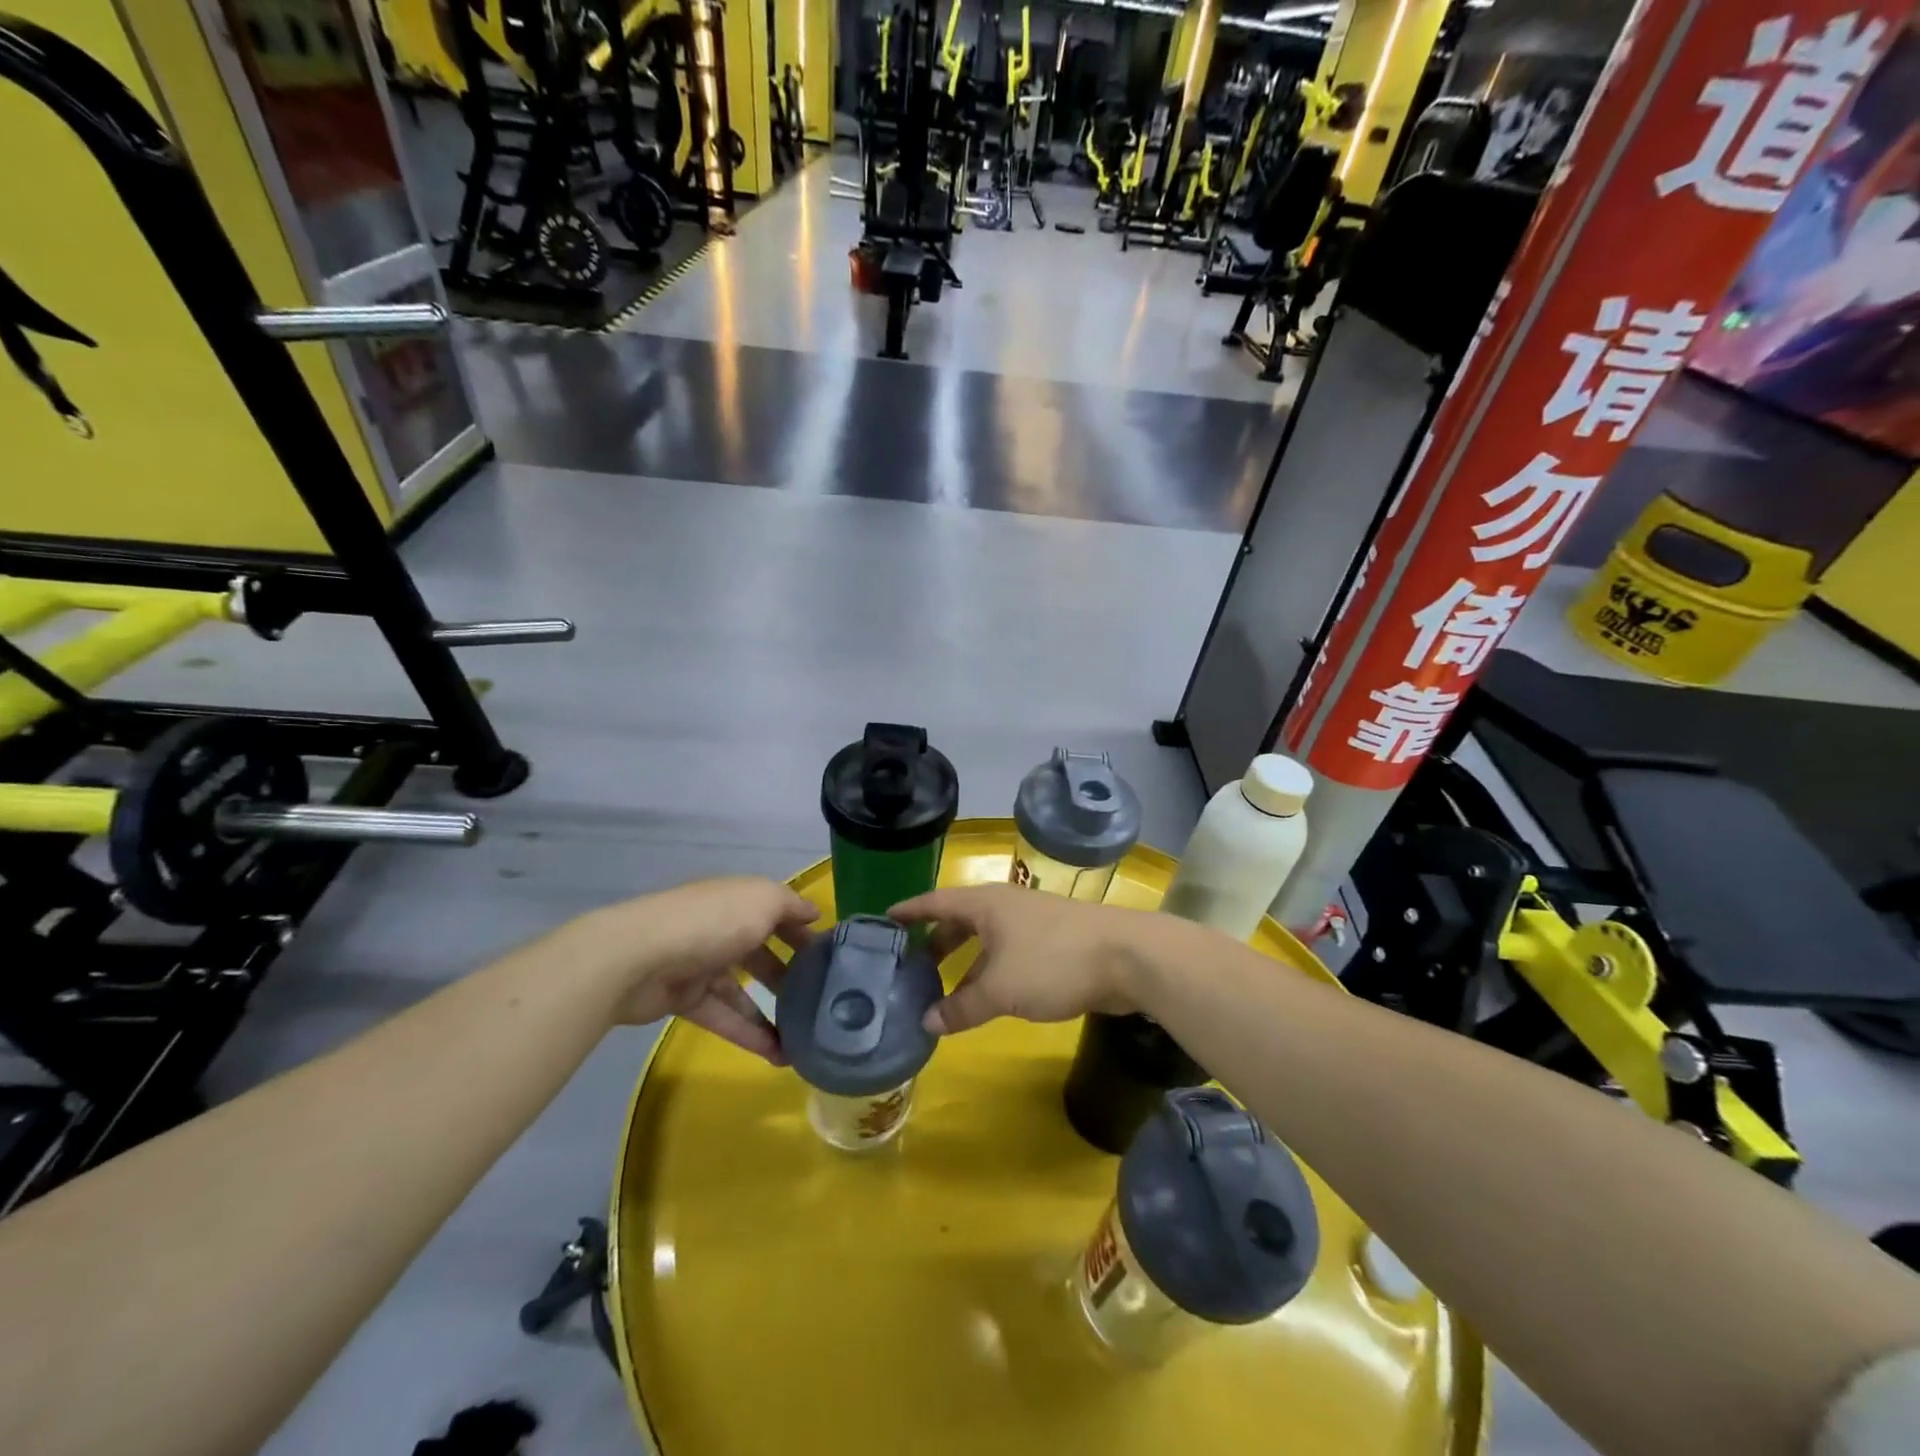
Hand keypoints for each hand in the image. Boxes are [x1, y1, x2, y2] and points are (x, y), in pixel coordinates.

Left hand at [584, 877, 817, 1062]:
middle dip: (790, 974)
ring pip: (744, 990)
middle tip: (819, 999)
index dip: (802, 931)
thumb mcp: (762, 900)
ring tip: (804, 1038)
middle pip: (761, 952)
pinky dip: (750, 1034)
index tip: (829, 955)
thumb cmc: (711, 922)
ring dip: (773, 1013)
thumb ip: (791, 906)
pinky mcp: (685, 999)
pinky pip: (725, 1017)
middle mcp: (721, 929)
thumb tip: (813, 913)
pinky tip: (779, 1055)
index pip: (777, 913)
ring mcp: (701, 965)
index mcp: (739, 900)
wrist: (638, 958)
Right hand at [889, 885, 1142, 1035]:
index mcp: (986, 904)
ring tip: (944, 992)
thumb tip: (926, 1022)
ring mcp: (1033, 922)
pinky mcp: (1055, 942)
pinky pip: (1009, 954)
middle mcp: (1006, 906)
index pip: (937, 901)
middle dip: (937, 942)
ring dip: (966, 963)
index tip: (885, 919)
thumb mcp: (1000, 990)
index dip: (910, 910)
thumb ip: (962, 1008)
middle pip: (961, 920)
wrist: (1127, 957)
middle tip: (912, 966)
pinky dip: (991, 972)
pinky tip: (988, 998)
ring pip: (987, 940)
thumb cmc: (1053, 962)